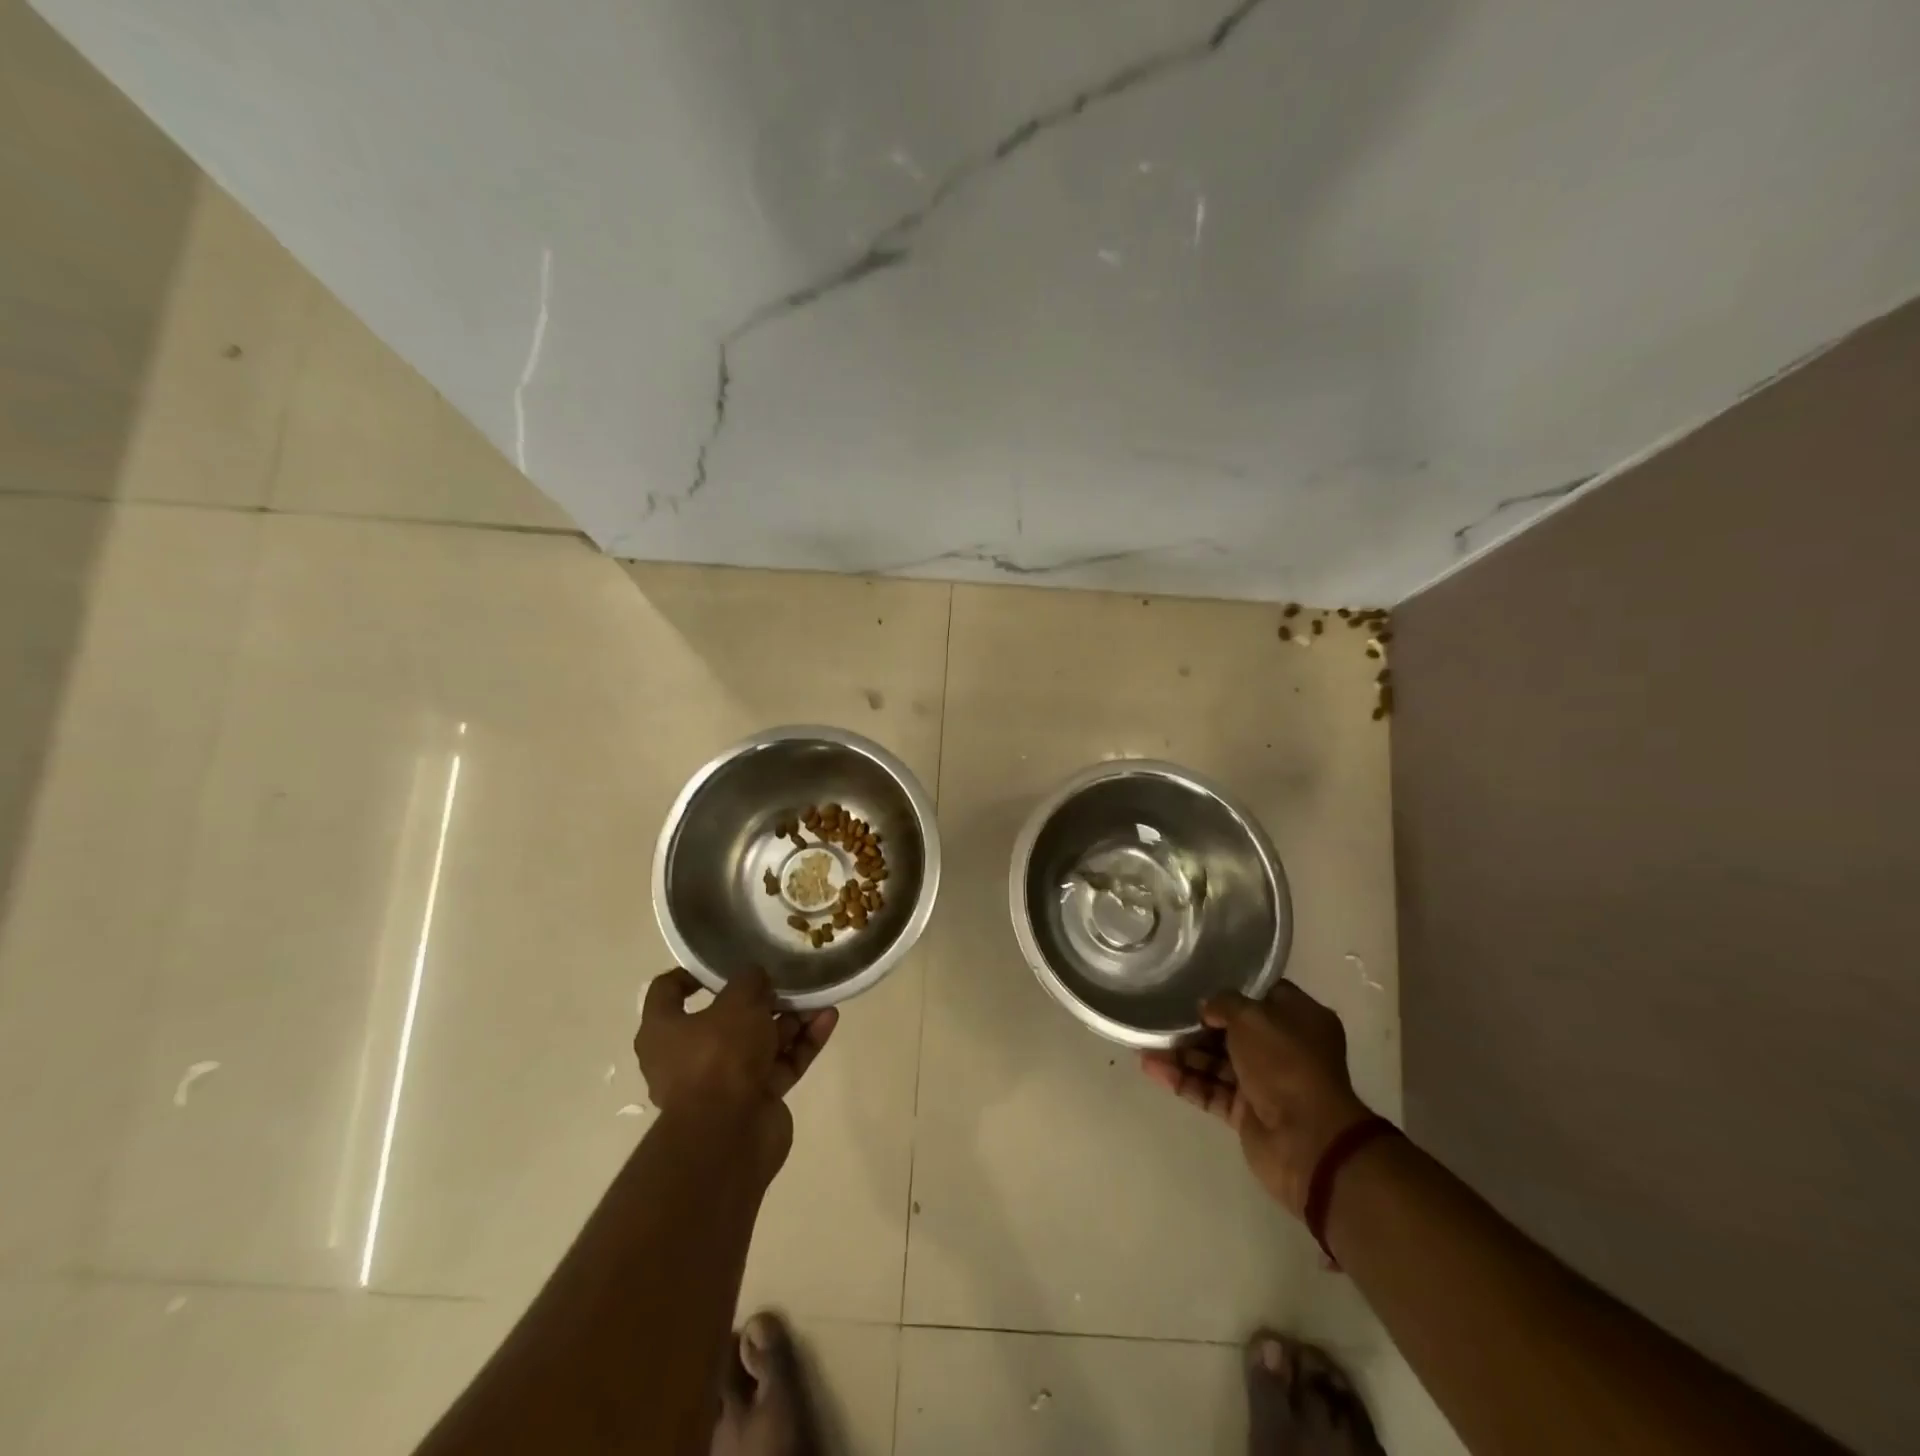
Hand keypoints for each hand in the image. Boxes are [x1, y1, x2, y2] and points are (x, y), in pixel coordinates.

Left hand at [636, 966, 837, 1130]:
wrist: (729, 1135)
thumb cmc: (719, 1056)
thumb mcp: (737, 1002)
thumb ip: (749, 981)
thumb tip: (756, 977)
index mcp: (664, 1032)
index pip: (667, 992)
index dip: (692, 973)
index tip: (723, 961)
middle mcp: (689, 1056)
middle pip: (727, 1018)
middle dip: (761, 999)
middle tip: (785, 978)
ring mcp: (725, 1081)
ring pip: (760, 1040)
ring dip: (790, 1019)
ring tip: (819, 995)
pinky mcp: (756, 1099)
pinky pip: (781, 1063)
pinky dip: (802, 1042)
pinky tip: (828, 1019)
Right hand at [1141, 982, 1370, 1217]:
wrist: (1307, 1140)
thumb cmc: (1285, 1063)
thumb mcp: (1252, 1016)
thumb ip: (1224, 1003)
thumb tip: (1206, 1008)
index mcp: (1299, 1019)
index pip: (1262, 994)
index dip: (1231, 989)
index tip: (1198, 981)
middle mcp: (1284, 1048)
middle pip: (1234, 1030)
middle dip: (1197, 1024)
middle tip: (1162, 1012)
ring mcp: (1265, 1082)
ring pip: (1217, 1061)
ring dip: (1183, 1053)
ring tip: (1145, 1042)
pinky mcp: (1246, 1112)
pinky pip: (1210, 1089)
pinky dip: (1183, 1079)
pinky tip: (1152, 1068)